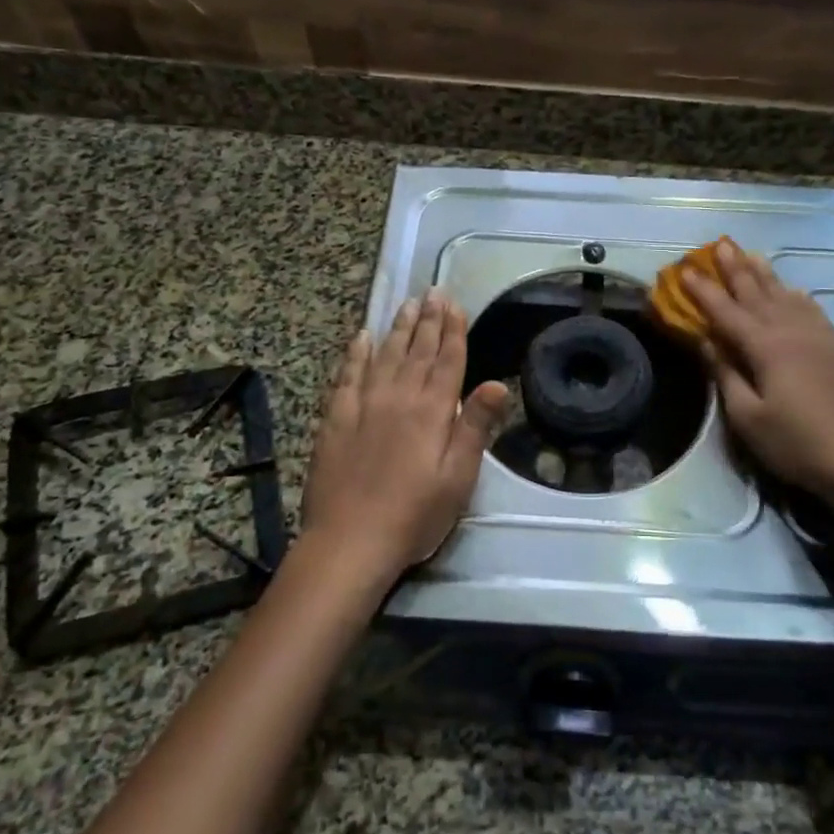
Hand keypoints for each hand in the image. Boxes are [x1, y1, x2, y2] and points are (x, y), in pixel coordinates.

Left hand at [300, 291, 508, 586]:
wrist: (350, 540)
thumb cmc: (414, 515)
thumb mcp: (458, 478)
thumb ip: (475, 427)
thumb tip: (498, 383)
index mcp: (432, 411)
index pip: (447, 360)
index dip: (453, 331)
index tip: (455, 305)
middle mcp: (398, 397)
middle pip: (417, 350)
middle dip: (428, 320)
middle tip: (433, 292)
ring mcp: (363, 405)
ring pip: (384, 355)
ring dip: (398, 328)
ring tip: (407, 305)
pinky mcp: (335, 419)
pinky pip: (347, 375)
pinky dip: (355, 353)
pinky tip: (361, 337)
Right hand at [683, 242, 833, 500]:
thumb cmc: (796, 442)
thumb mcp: (747, 417)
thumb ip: (726, 375)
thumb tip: (706, 341)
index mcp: (765, 347)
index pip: (726, 312)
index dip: (704, 291)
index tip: (685, 271)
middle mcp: (791, 332)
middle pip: (758, 293)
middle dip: (736, 269)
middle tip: (720, 245)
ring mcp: (818, 337)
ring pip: (786, 295)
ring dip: (765, 274)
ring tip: (751, 254)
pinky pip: (811, 309)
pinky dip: (796, 294)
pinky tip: (793, 289)